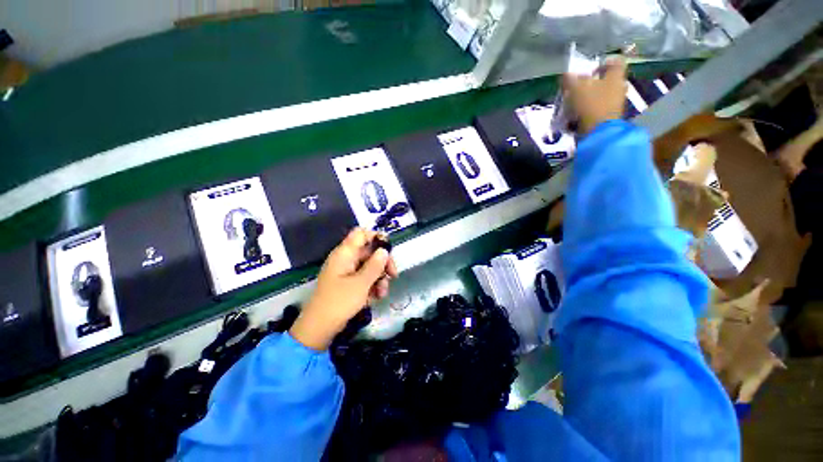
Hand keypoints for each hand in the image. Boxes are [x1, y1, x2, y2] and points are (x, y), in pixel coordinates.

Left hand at [290, 228, 397, 349]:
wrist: (319, 328)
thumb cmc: (340, 302)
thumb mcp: (361, 283)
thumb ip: (375, 265)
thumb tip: (384, 250)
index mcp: (345, 253)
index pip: (361, 234)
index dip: (376, 237)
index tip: (389, 249)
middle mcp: (346, 259)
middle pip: (369, 251)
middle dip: (383, 263)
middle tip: (393, 275)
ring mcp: (347, 272)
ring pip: (370, 266)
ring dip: (380, 277)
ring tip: (382, 293)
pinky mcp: (349, 283)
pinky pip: (365, 278)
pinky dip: (373, 285)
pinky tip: (377, 297)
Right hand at [563, 57, 627, 133]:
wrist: (599, 131)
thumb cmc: (591, 105)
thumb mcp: (576, 89)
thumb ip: (570, 80)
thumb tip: (566, 74)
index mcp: (615, 76)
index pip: (615, 61)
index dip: (603, 63)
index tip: (591, 69)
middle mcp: (619, 86)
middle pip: (607, 79)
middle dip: (593, 82)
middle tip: (579, 87)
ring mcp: (616, 102)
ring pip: (603, 94)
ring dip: (590, 96)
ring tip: (575, 102)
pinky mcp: (610, 116)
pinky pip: (599, 107)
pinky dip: (590, 108)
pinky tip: (578, 114)